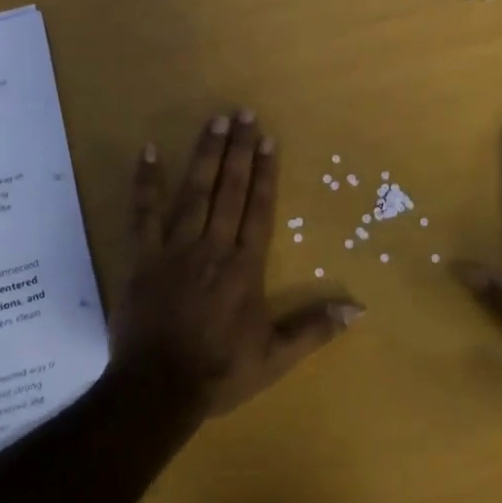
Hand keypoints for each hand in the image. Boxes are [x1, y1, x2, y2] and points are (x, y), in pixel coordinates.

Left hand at [110, 110, 364, 418]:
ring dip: (205, 155)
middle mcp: (214, 248)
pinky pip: (143, 213)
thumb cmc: (219, 372)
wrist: (158, 389)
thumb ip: (314, 329)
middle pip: (229, 191)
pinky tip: (149, 151)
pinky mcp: (143, 258)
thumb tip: (358, 309)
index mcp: (245, 268)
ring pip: (194, 193)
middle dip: (238, 150)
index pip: (258, 210)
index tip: (267, 140)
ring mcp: (175, 249)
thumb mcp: (275, 357)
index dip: (264, 173)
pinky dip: (145, 182)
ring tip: (213, 120)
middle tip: (243, 113)